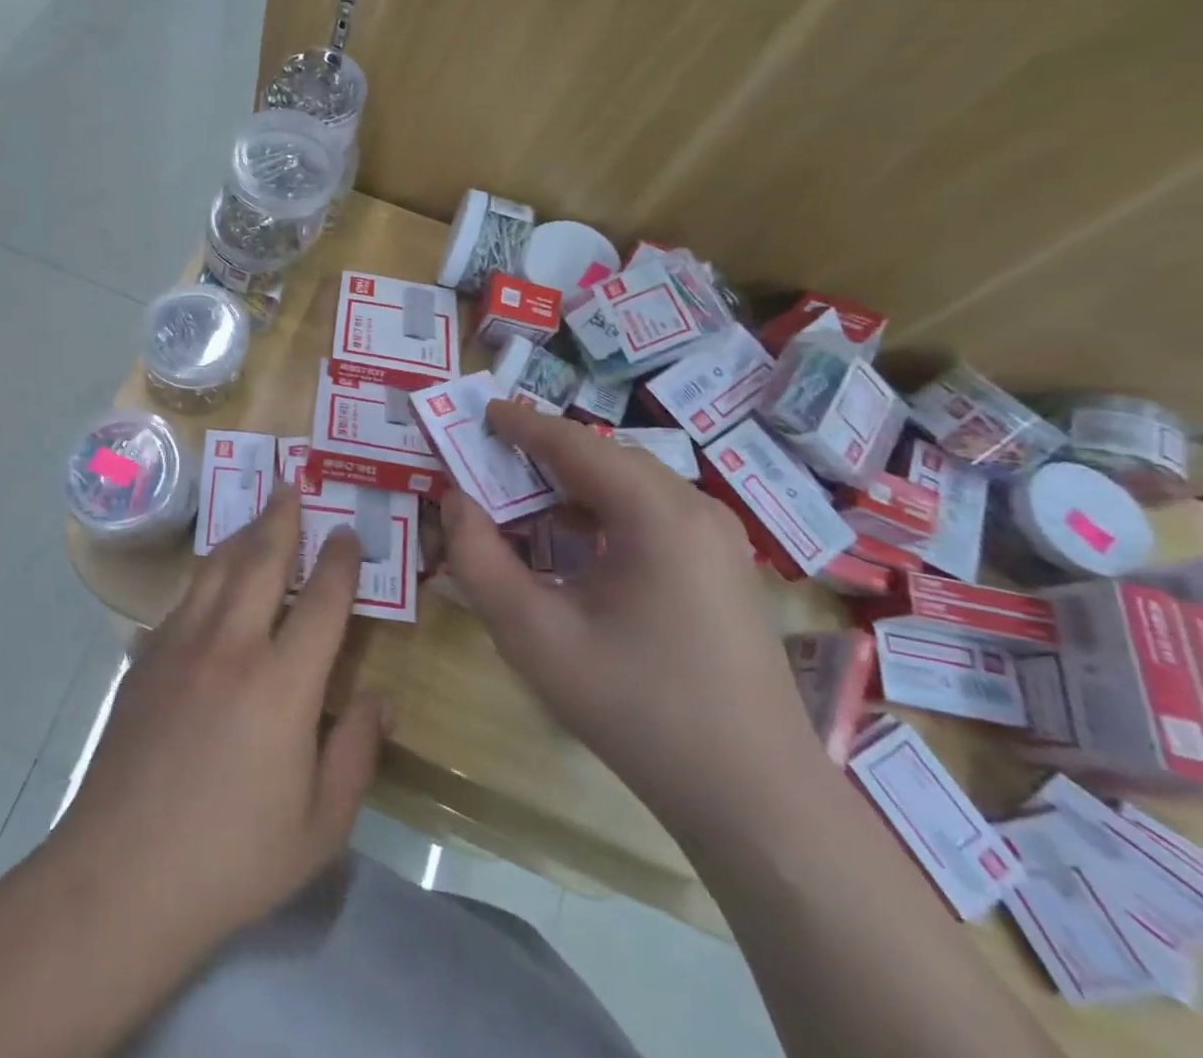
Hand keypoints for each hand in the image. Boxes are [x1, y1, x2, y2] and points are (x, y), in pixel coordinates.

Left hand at [50, 485, 389, 954]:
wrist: (120, 875)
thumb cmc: (232, 858)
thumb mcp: (320, 825)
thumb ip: (356, 753)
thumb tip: (379, 699)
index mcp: (282, 683)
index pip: (322, 601)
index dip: (340, 560)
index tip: (348, 531)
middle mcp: (230, 646)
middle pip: (261, 560)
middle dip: (282, 517)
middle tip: (293, 485)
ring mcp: (180, 646)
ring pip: (216, 569)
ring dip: (241, 535)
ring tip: (258, 514)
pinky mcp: (145, 659)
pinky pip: (184, 600)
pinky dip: (207, 576)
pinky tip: (212, 580)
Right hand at [442, 403, 822, 825]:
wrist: (753, 798)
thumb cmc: (635, 707)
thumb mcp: (532, 634)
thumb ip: (479, 559)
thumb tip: (455, 501)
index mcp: (657, 514)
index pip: (575, 443)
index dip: (522, 424)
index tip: (481, 411)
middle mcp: (696, 510)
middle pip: (606, 458)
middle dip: (544, 452)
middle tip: (489, 458)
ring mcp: (719, 540)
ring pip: (631, 485)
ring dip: (572, 482)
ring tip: (521, 497)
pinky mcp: (723, 569)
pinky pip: (653, 515)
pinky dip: (603, 511)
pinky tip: (573, 542)